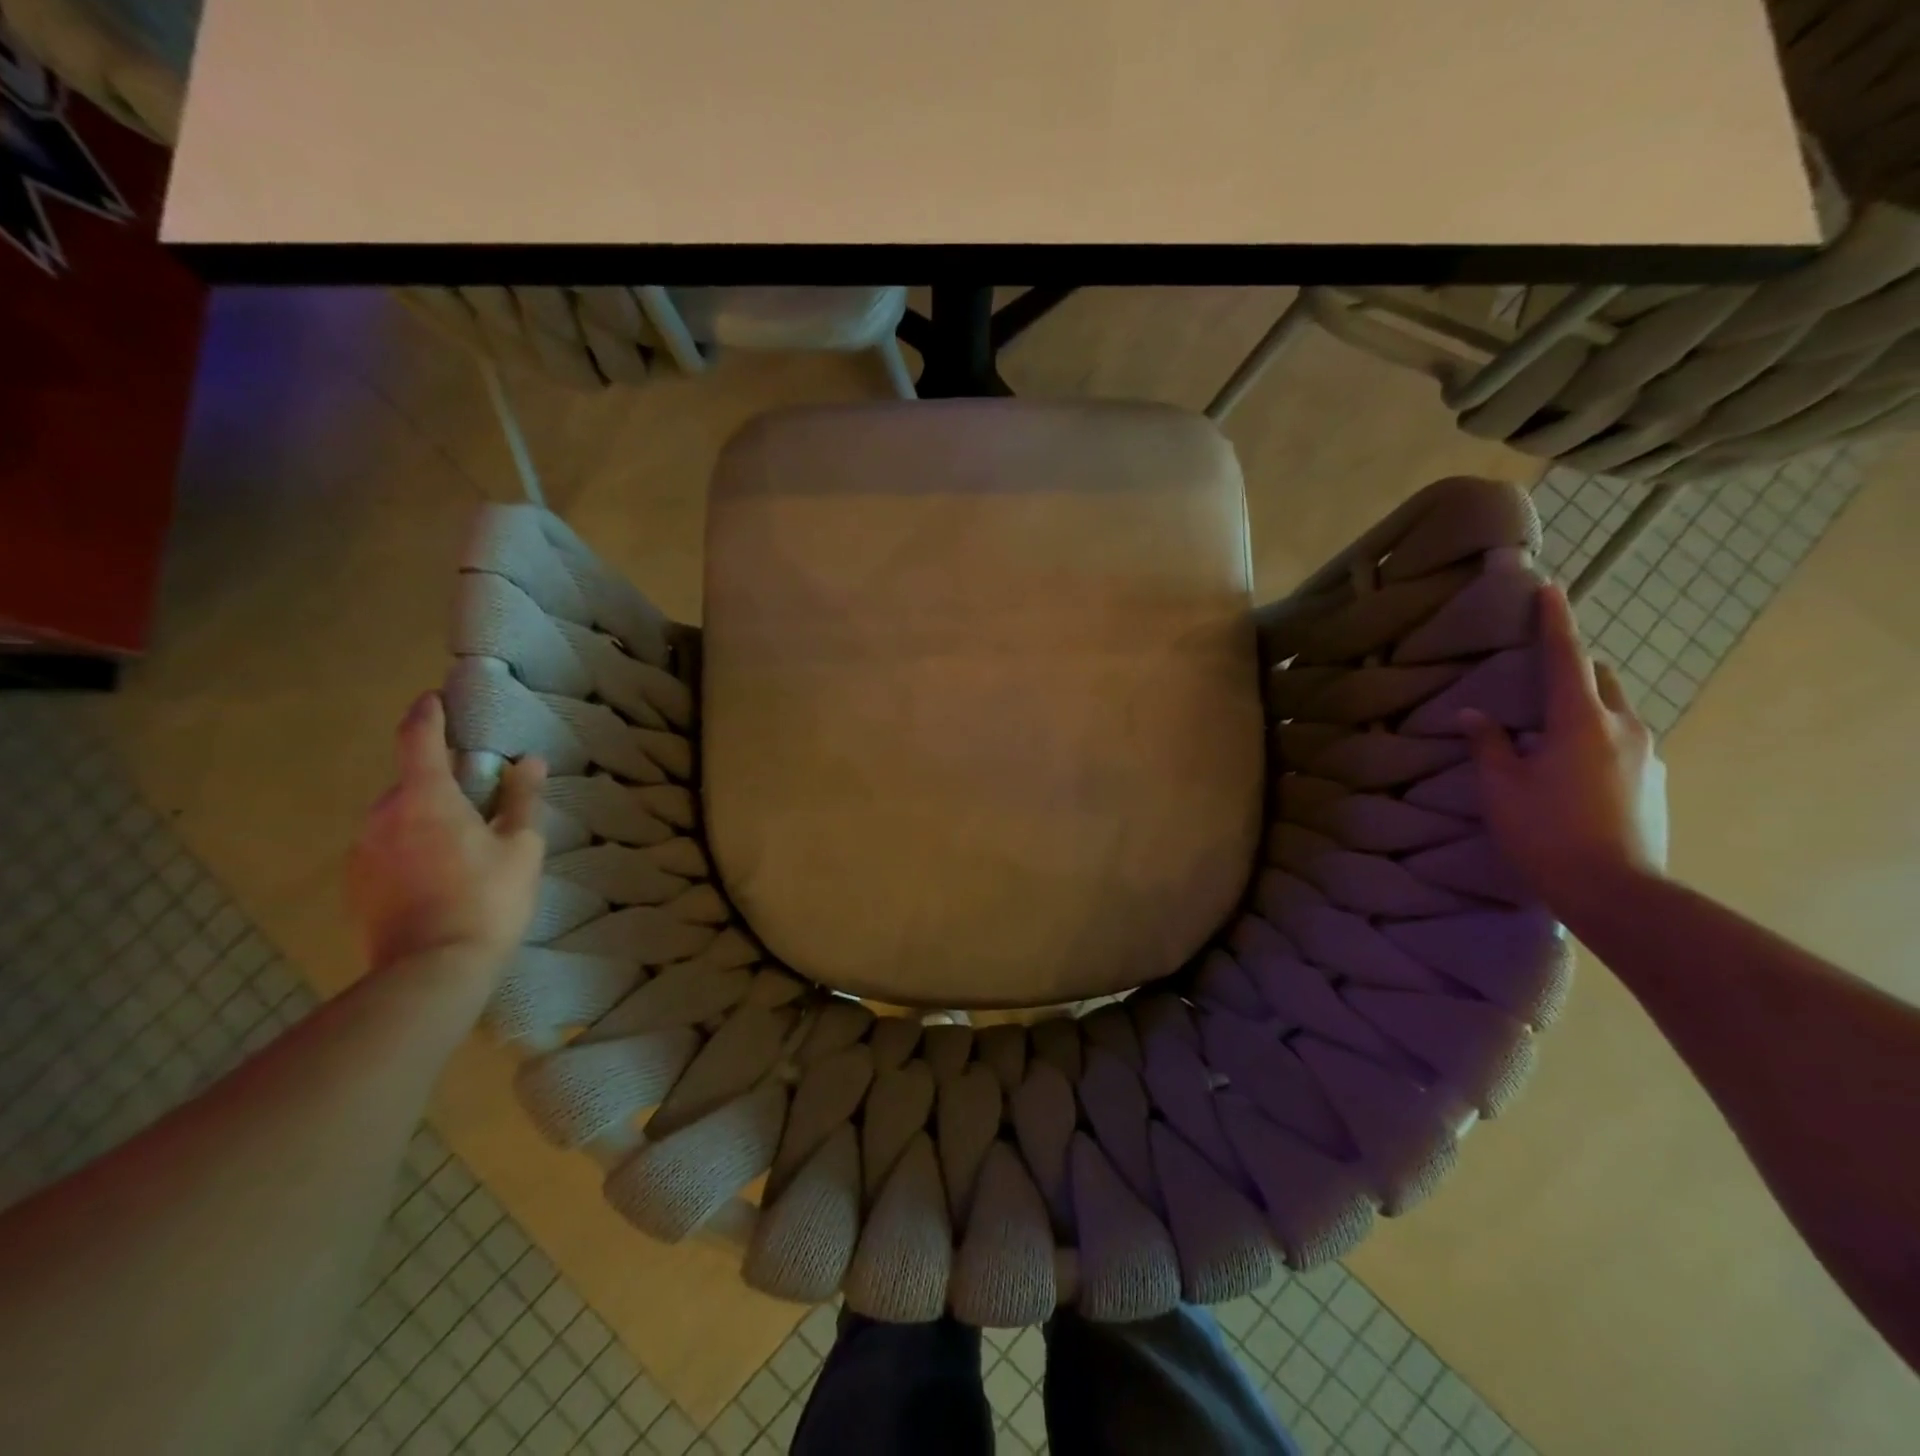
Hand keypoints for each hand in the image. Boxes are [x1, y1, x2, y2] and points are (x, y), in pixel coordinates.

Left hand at [347, 692, 547, 981]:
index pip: (418, 738)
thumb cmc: (487, 899)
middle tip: (477, 798)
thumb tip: (529, 760)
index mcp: (425, 797)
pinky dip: (410, 847)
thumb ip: (522, 799)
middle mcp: (382, 815)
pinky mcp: (355, 884)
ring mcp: (362, 851)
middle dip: (439, 780)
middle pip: (411, 782)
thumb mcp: (521, 846)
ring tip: (461, 844)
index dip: (428, 713)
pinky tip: (438, 875)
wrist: (432, 971)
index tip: (435, 697)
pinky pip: (386, 847)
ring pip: (397, 817)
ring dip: (425, 816)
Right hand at [1459, 584, 1668, 919]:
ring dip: (1583, 708)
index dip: (1556, 622)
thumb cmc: (1546, 833)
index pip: (1566, 658)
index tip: (1551, 588)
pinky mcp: (1656, 780)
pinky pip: (1623, 740)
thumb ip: (1489, 745)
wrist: (1617, 892)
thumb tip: (1473, 715)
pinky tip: (1570, 769)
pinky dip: (1596, 737)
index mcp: (1581, 721)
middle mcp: (1624, 726)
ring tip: (1548, 734)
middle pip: (1599, 679)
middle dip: (1572, 668)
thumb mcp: (1501, 788)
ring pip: (1613, 711)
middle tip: (1536, 680)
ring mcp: (1649, 754)